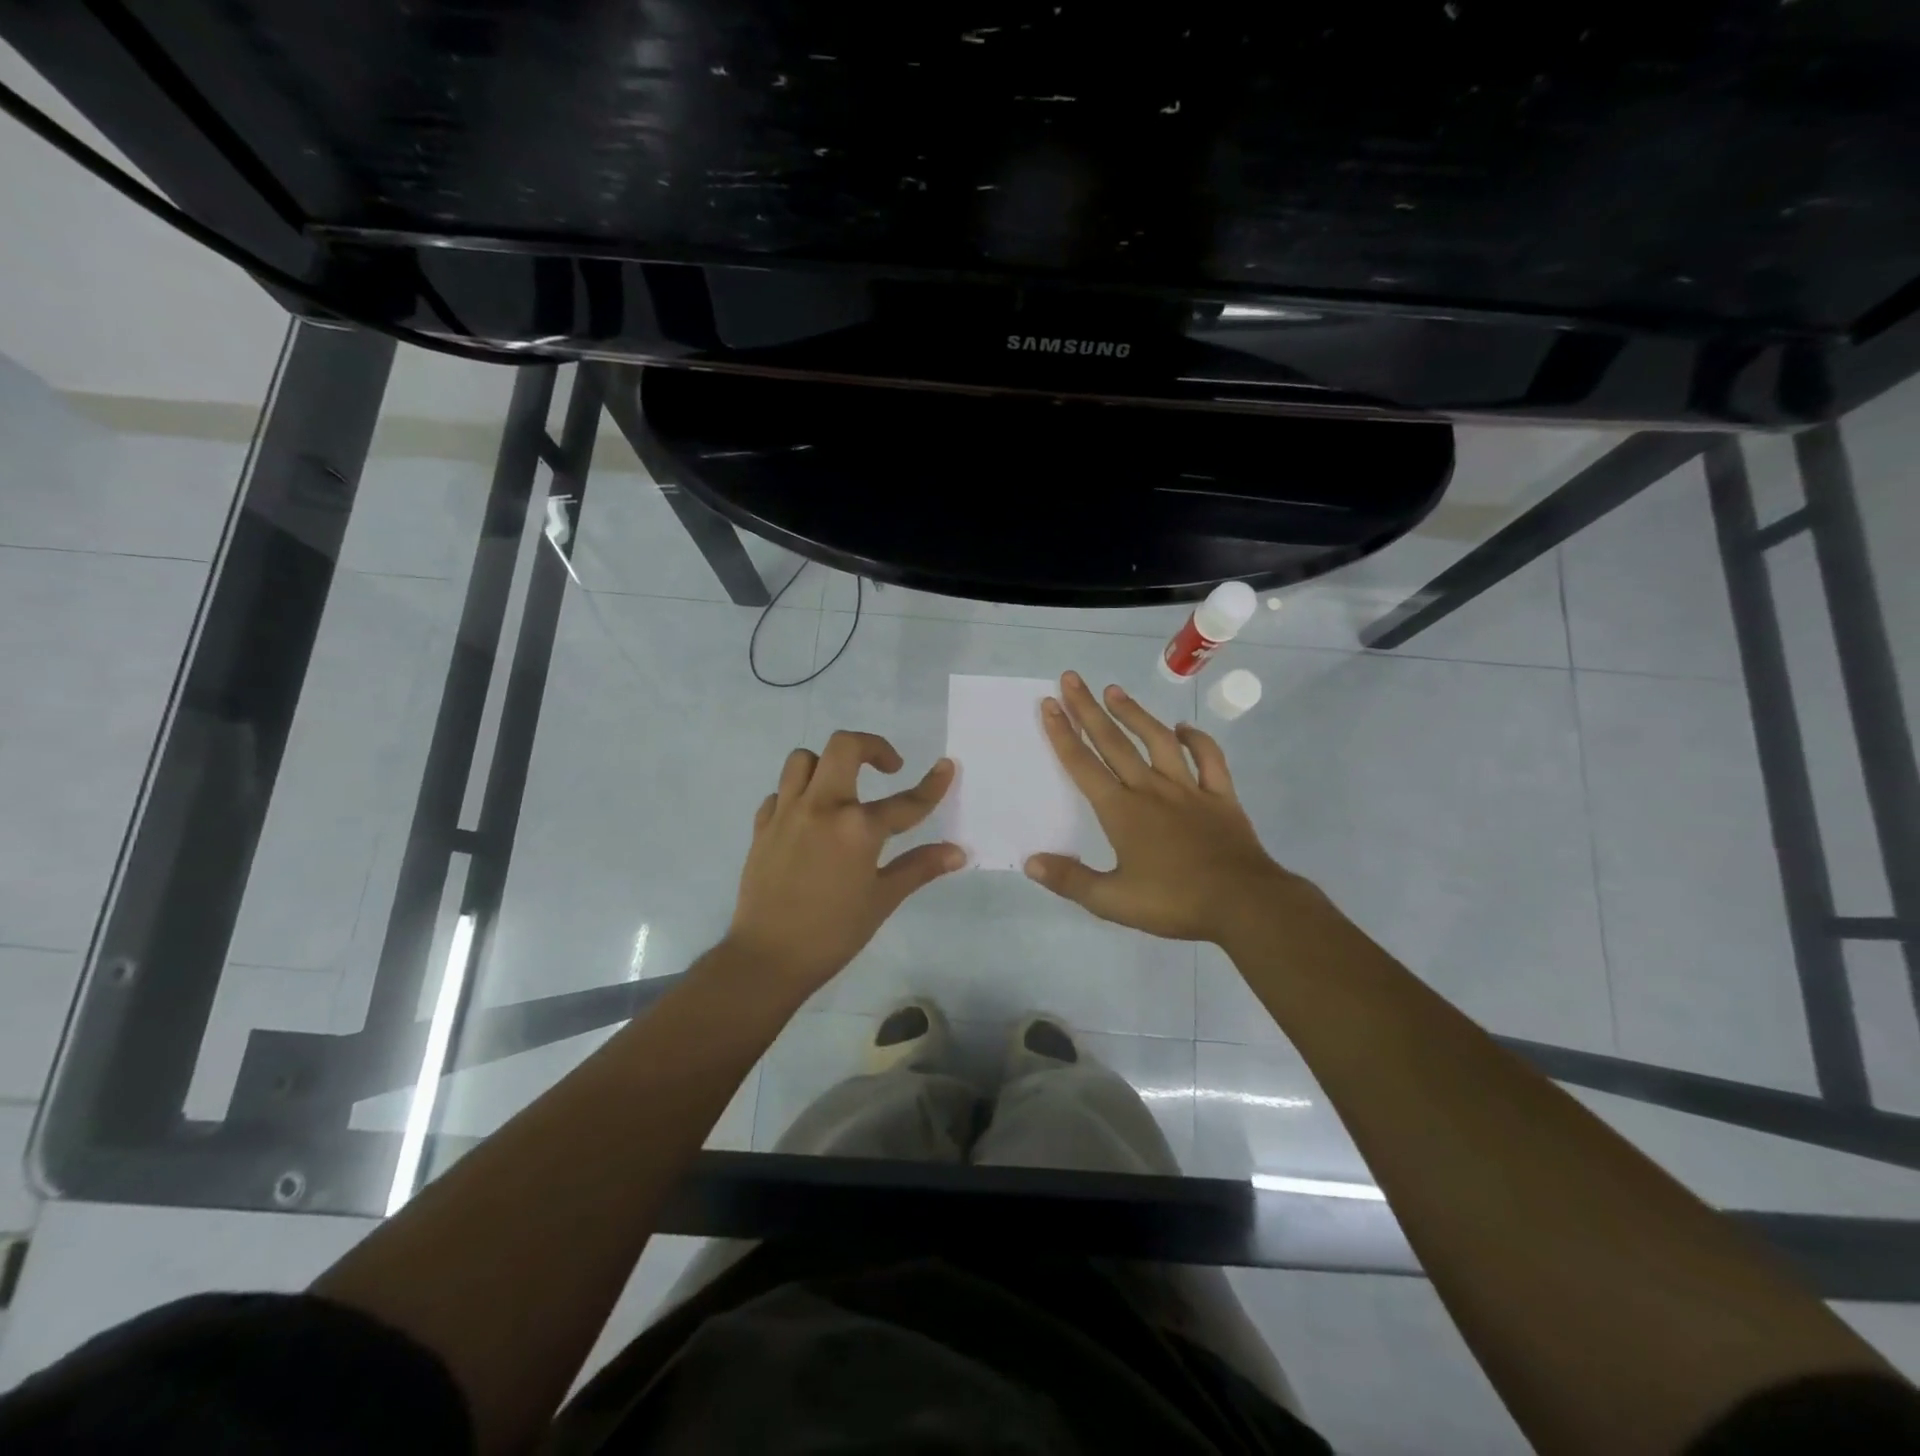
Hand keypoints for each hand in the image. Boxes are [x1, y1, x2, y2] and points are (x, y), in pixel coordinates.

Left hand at [726, 730, 964, 994]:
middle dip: (871, 747)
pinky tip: (808, 818)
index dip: (932, 784)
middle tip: (886, 768)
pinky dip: (797, 795)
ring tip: (842, 788)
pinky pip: (780, 792)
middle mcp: (822, 807)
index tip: (946, 766)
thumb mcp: (882, 900)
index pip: (906, 801)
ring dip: (828, 764)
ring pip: (803, 760)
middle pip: (844, 746)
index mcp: (857, 828)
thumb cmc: (833, 933)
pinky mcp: (762, 826)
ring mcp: (787, 813)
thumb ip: (919, 867)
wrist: (767, 957)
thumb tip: (958, 853)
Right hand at [1025, 670, 1309, 942]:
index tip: (1049, 704)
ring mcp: (1188, 789)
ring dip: (1134, 714)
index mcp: (1121, 811)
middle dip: (1088, 709)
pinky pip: (1208, 759)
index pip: (1083, 765)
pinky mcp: (1220, 796)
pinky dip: (1197, 740)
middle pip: (1113, 742)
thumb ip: (1070, 880)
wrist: (1244, 903)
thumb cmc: (1174, 902)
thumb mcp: (1113, 902)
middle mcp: (1150, 790)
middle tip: (1072, 679)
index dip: (1063, 734)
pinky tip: (1183, 729)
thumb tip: (1031, 862)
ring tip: (1115, 691)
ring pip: (1157, 740)